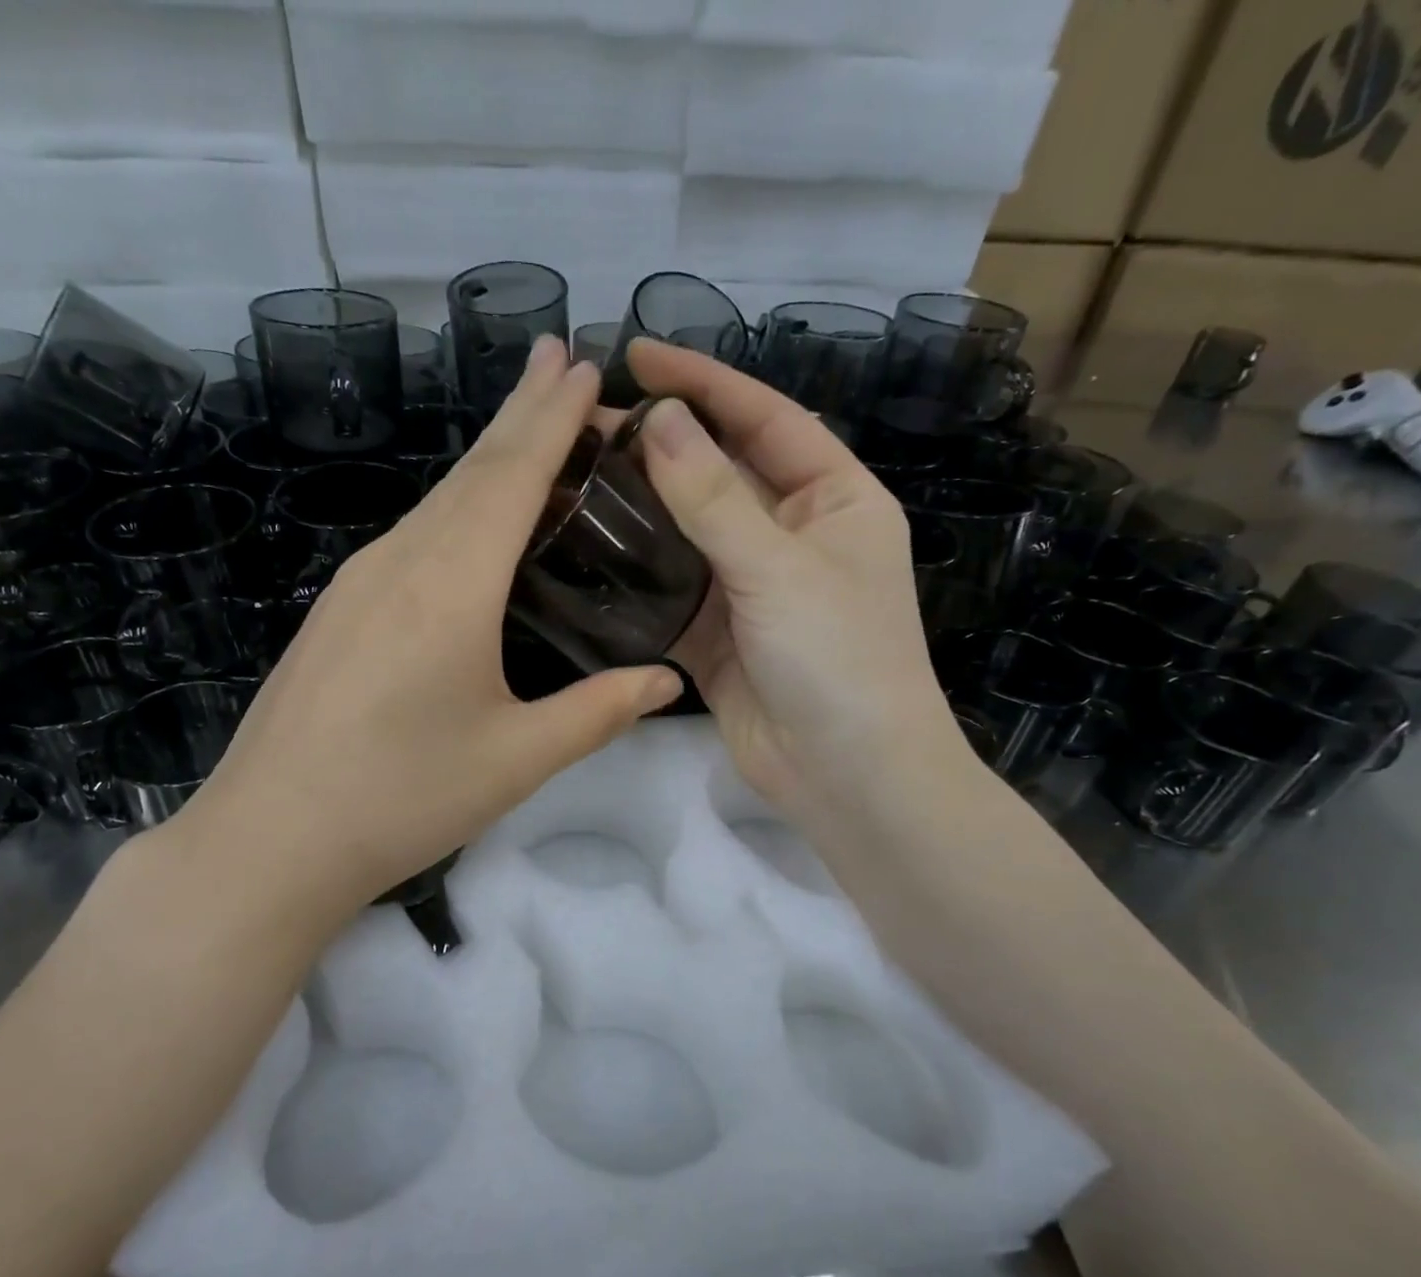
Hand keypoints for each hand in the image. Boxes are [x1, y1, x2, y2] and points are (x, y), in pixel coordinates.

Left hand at [160, 336, 681, 923]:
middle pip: (470, 472)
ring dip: (487, 459)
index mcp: (451, 585)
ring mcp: (358, 583)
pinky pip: (410, 536)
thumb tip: (666, 679)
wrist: (271, 838)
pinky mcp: (338, 609)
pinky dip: (454, 507)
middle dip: (520, 413)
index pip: (512, 477)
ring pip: (436, 501)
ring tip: (528, 427)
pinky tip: (468, 521)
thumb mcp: (517, 759)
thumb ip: (598, 712)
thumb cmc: (402, 798)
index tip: (580, 362)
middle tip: (559, 361)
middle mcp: (400, 562)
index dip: (551, 418)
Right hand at [627, 340, 978, 840]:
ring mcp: (752, 590)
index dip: (704, 383)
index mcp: (832, 499)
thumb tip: (657, 421)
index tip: (639, 356)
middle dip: (660, 448)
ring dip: (640, 512)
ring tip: (573, 480)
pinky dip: (635, 579)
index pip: (764, 419)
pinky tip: (586, 556)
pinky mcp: (718, 638)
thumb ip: (713, 497)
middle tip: (586, 425)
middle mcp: (792, 536)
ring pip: (688, 536)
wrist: (847, 775)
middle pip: (718, 475)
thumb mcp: (778, 567)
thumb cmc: (838, 658)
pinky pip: (671, 594)